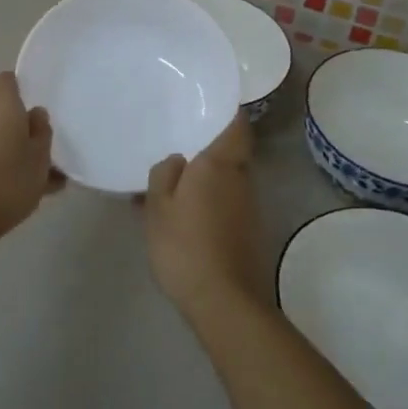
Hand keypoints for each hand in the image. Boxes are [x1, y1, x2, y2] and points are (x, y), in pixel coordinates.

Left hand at [0, 72, 60, 249]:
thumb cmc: (7, 182)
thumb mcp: (40, 159)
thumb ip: (42, 133)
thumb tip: (35, 114)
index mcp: (0, 105)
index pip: (6, 81)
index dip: (20, 90)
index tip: (35, 112)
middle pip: (0, 111)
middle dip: (18, 127)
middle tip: (41, 154)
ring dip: (9, 150)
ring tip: (35, 182)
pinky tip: (15, 194)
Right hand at [145, 115, 264, 320]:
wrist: (223, 300)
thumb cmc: (185, 245)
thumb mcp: (158, 207)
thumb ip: (164, 174)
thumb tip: (177, 160)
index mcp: (219, 164)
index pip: (237, 126)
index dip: (228, 113)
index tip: (208, 107)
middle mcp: (241, 179)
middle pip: (231, 153)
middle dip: (209, 149)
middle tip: (179, 146)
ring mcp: (249, 206)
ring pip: (228, 180)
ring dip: (207, 179)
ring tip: (174, 184)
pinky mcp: (249, 230)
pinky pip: (227, 202)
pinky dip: (210, 202)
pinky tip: (185, 216)